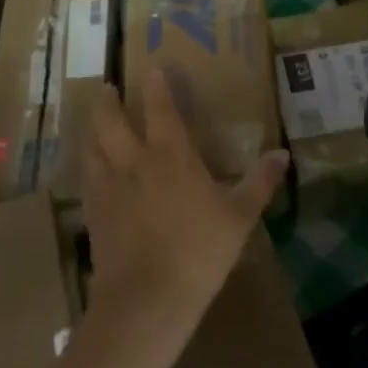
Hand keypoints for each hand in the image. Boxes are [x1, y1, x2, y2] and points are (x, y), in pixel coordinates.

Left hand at [84, 70, 286, 326]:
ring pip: (90, 146)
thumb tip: (282, 153)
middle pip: (110, 121)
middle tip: (107, 88)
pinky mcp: (93, 214)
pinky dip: (85, 166)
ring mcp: (108, 188)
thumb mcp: (240, 217)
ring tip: (92, 121)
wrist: (148, 298)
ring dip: (90, 128)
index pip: (160, 109)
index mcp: (170, 155)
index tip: (151, 69)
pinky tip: (89, 170)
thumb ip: (259, 182)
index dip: (156, 87)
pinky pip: (85, 180)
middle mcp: (134, 162)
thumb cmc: (199, 251)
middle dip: (108, 101)